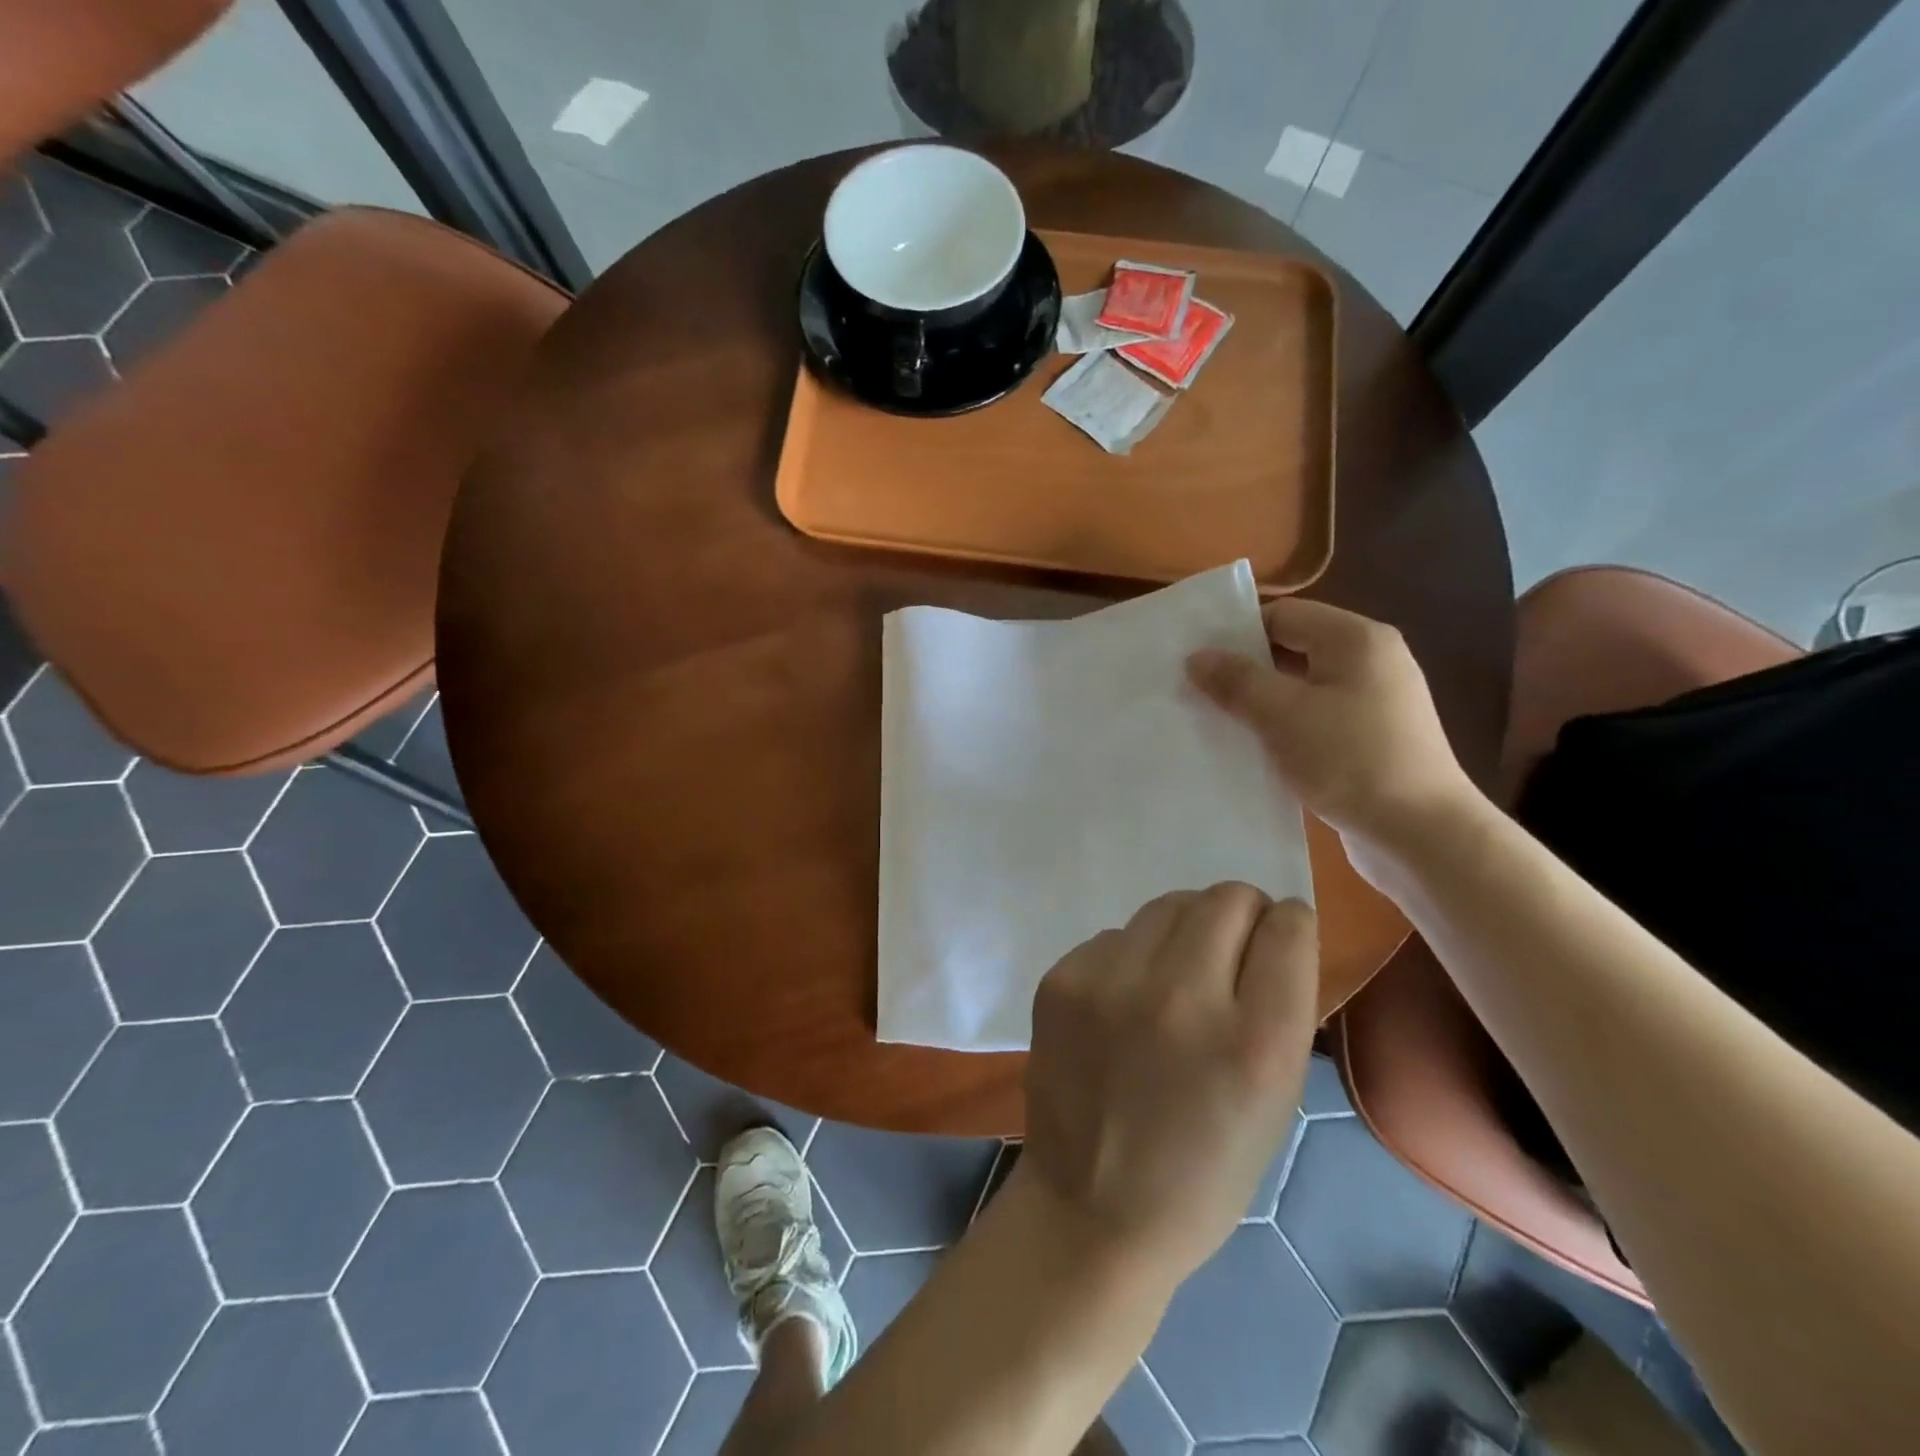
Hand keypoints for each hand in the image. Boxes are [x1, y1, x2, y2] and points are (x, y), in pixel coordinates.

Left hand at [1019, 884, 1318, 1287]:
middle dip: (1241, 917)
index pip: (1287, 926)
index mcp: (1254, 1042)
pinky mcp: (1061, 979)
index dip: (1288, 929)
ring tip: (1174, 978)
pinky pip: (1115, 936)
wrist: (1090, 1208)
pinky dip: (1130, 958)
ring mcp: (1111, 983)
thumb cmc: (1202, 1173)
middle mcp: (1182, 997)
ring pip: (1168, 904)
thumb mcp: (1275, 1101)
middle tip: (1229, 955)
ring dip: (1184, 930)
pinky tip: (1122, 1005)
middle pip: (1226, 898)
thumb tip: (1271, 933)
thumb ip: (1280, 1008)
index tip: (1277, 944)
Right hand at [1186, 597, 1476, 856]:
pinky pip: (1314, 718)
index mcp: (1356, 640)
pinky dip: (1283, 727)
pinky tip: (1254, 749)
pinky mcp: (1370, 738)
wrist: (1422, 835)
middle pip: (1292, 648)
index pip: (1282, 615)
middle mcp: (1370, 661)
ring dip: (1261, 702)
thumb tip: (1196, 657)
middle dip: (1245, 670)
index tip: (1196, 662)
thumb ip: (1236, 681)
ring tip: (1216, 722)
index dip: (1236, 634)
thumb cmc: (1351, 760)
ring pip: (1301, 687)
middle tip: (1197, 692)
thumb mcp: (1283, 715)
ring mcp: (1374, 702)